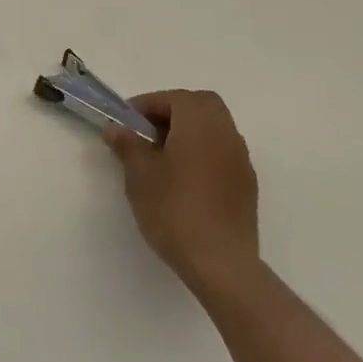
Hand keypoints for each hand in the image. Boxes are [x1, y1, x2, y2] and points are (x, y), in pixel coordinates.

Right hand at [107, 90, 261, 298]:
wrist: (220, 263)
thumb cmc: (174, 209)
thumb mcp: (139, 174)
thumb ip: (128, 145)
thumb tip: (116, 129)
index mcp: (199, 123)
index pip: (173, 98)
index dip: (147, 104)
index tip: (126, 122)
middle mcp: (226, 133)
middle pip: (202, 105)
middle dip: (173, 111)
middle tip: (148, 131)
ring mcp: (241, 160)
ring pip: (215, 128)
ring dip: (190, 131)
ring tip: (163, 156)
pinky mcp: (246, 185)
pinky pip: (222, 153)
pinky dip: (203, 152)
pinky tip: (184, 179)